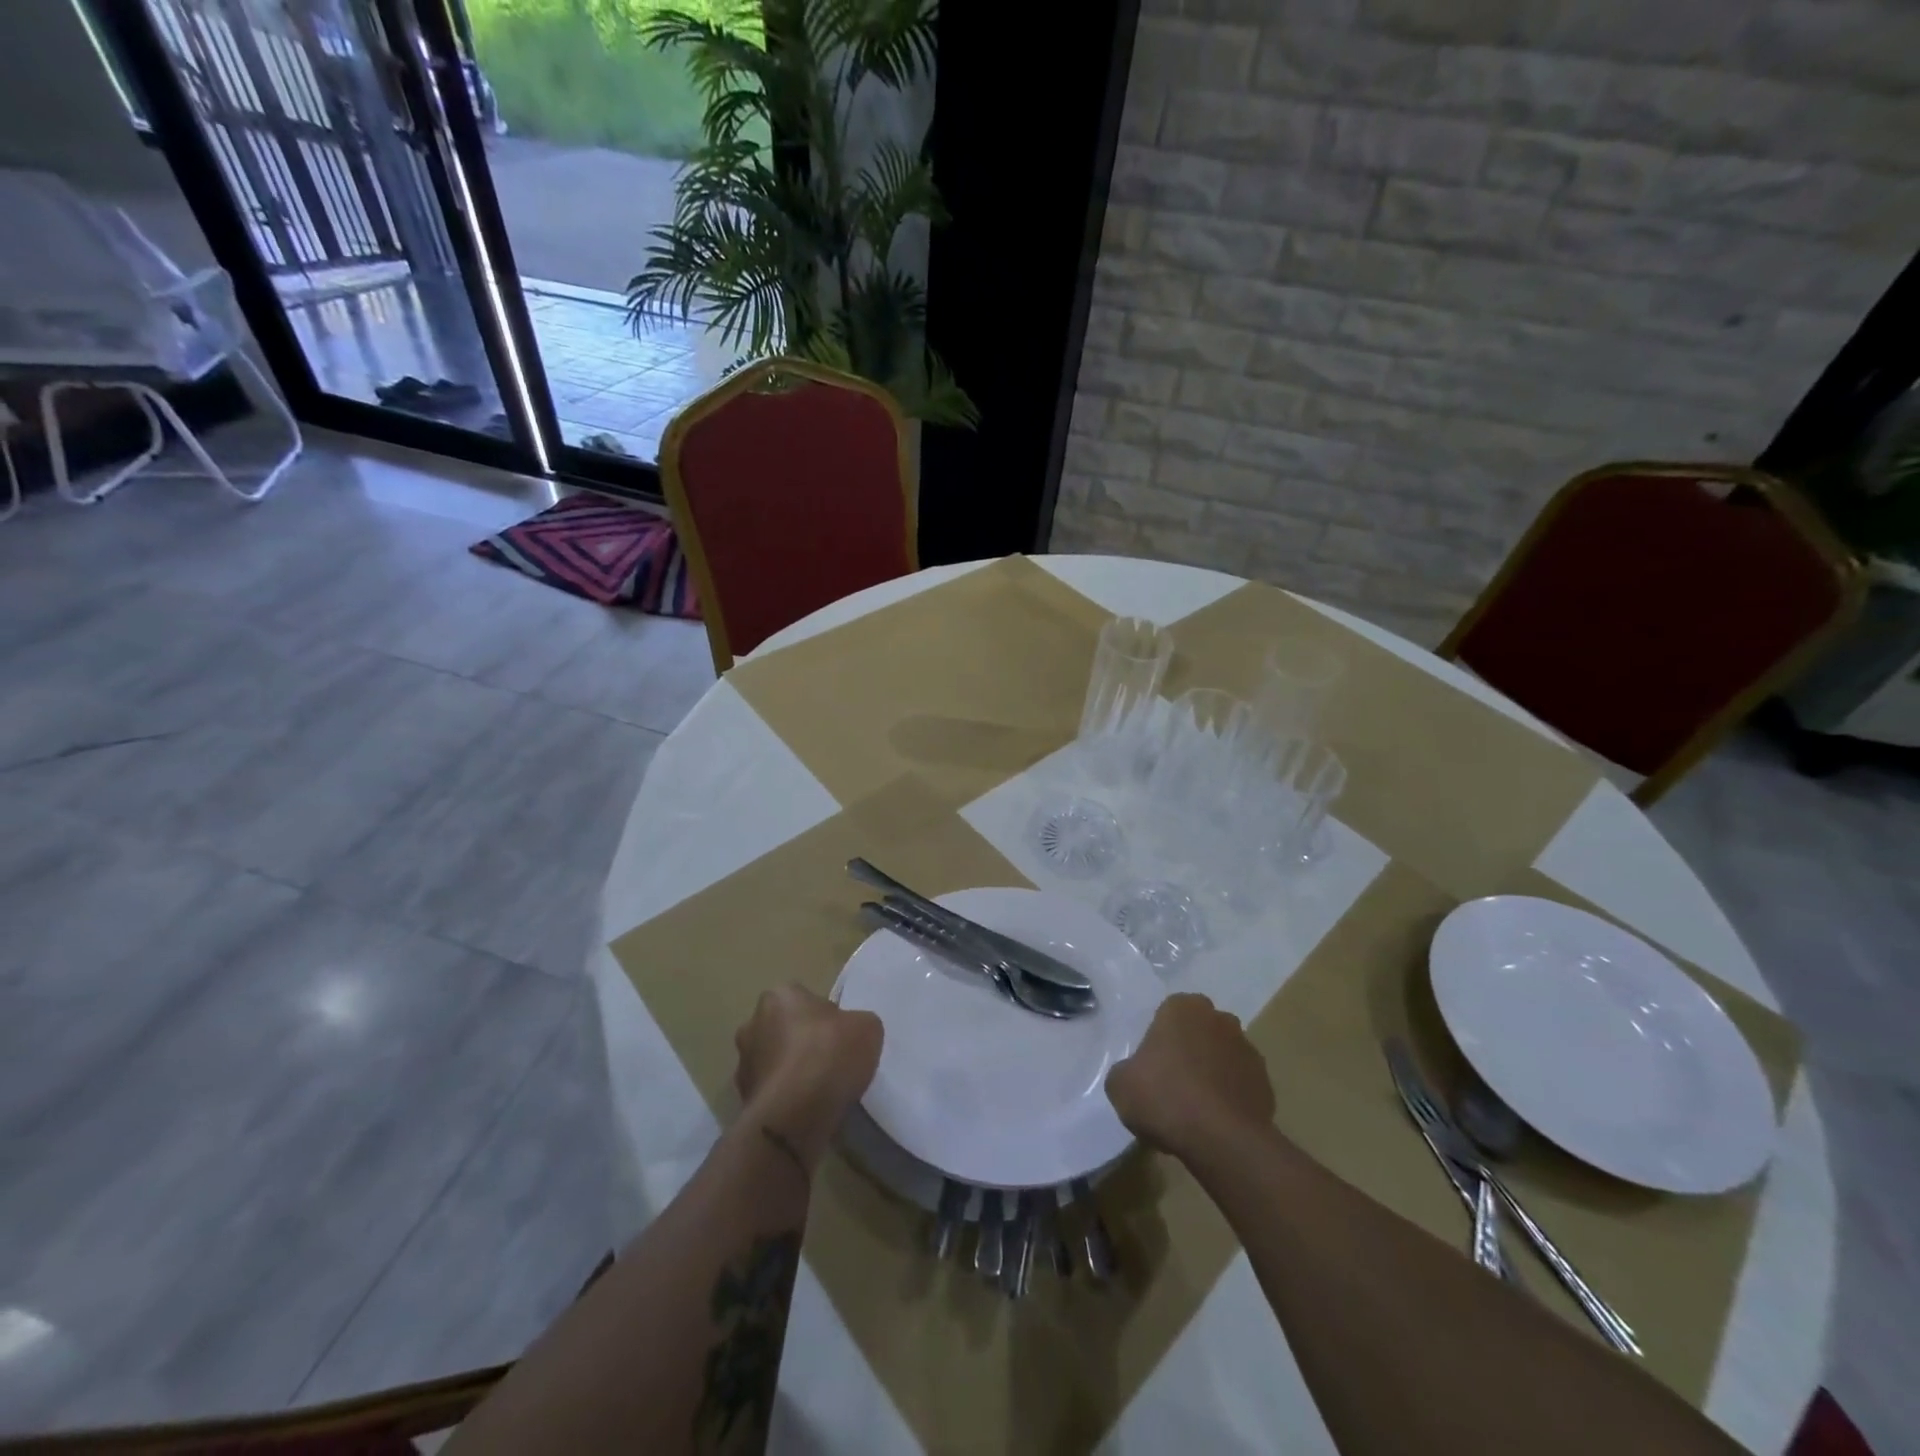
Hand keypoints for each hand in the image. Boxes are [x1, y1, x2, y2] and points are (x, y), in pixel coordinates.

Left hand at [734, 984, 882, 1167]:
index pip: (806, 1000)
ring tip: (820, 1091)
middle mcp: (753, 1023)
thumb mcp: (867, 1027)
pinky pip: (771, 1092)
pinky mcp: (743, 1099)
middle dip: (803, 1043)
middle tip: (831, 1062)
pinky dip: (785, 1098)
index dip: (827, 1018)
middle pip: (786, 1029)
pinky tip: (806, 1110)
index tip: (841, 1038)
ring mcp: (743, 1063)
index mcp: (780, 995)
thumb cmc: (829, 1055)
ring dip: (792, 1072)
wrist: (793, 1115)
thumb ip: (858, 1023)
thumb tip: (849, 1033)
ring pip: (776, 1062)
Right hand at [1106, 994, 1274, 1162]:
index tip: (1151, 1066)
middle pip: (1199, 1032)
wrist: (1221, 1140)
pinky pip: (1241, 1085)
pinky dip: (1230, 1097)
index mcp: (1182, 1007)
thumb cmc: (1164, 1097)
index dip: (1159, 1040)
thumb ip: (1126, 1070)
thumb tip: (1136, 1076)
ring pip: (1223, 1057)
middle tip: (1172, 1084)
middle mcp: (1219, 1019)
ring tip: (1196, 1109)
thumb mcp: (1120, 1084)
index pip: (1168, 1014)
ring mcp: (1248, 1050)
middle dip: (1190, 1050)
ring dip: (1212, 1073)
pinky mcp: (1266, 1083)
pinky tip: (1216, 1123)